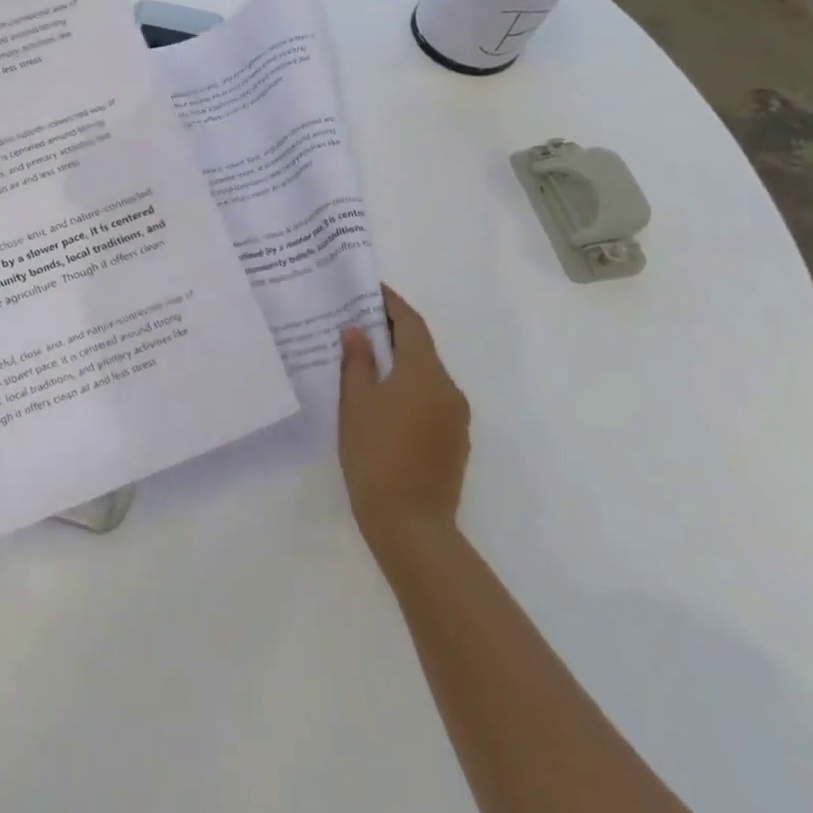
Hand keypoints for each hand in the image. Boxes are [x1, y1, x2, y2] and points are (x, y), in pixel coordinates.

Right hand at [338, 284, 470, 545]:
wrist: (411, 524)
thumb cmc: (375, 454)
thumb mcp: (356, 403)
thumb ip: (357, 362)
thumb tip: (356, 331)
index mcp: (424, 372)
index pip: (410, 323)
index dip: (391, 303)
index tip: (370, 289)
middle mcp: (448, 387)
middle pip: (421, 347)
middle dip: (393, 331)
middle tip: (359, 322)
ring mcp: (456, 416)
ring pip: (427, 374)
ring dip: (401, 360)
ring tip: (367, 359)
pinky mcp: (455, 439)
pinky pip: (431, 398)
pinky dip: (410, 386)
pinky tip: (385, 398)